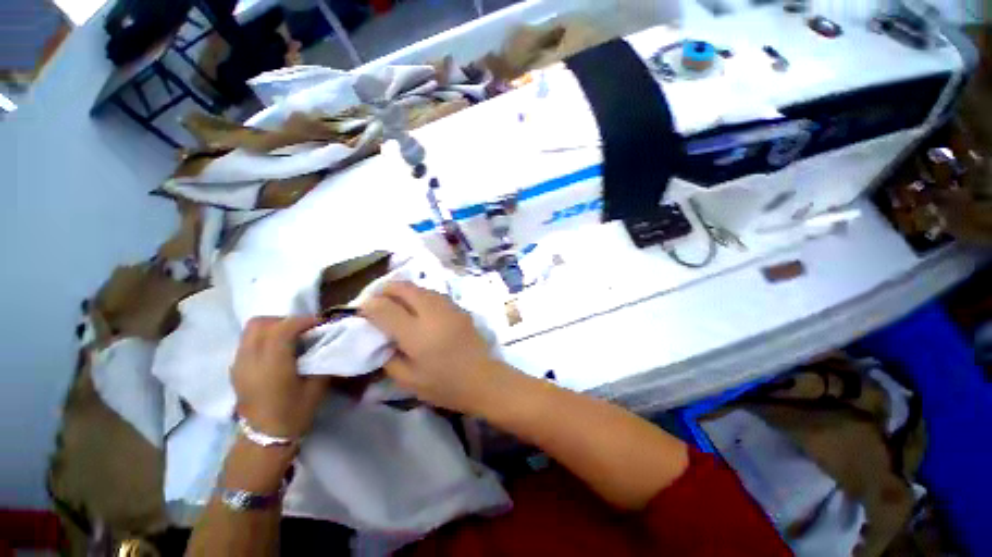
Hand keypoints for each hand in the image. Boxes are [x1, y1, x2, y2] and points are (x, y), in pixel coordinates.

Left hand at [231, 316, 329, 438]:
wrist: (264, 439)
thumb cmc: (294, 414)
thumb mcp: (317, 387)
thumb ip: (322, 360)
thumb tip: (329, 342)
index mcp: (272, 364)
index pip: (284, 327)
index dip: (304, 320)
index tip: (320, 324)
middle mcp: (251, 359)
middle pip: (261, 323)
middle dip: (285, 320)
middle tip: (303, 330)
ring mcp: (239, 364)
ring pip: (250, 330)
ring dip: (273, 327)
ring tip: (290, 338)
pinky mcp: (235, 369)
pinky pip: (247, 342)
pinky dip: (263, 338)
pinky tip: (277, 351)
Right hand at [361, 282, 513, 414]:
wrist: (483, 378)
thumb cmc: (444, 385)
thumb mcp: (407, 380)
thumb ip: (388, 356)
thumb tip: (380, 337)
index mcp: (416, 332)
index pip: (385, 308)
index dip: (369, 305)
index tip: (361, 309)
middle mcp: (432, 312)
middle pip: (403, 287)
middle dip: (385, 289)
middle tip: (376, 300)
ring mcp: (448, 307)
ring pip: (420, 287)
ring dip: (403, 291)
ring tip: (396, 302)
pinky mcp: (459, 307)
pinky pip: (433, 294)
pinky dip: (419, 295)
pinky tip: (418, 308)